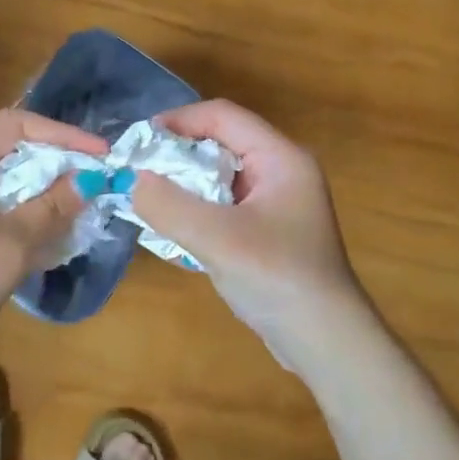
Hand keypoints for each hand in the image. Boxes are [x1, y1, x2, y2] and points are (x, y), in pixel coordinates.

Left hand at [0, 109, 105, 396]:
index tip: (102, 155)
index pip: (16, 125)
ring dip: (37, 191)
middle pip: (7, 148)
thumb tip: (89, 180)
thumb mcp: (12, 243)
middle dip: (53, 164)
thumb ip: (53, 206)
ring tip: (77, 207)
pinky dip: (16, 211)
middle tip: (94, 181)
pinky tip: (44, 232)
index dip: (63, 135)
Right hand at [129, 100, 372, 368]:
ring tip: (148, 198)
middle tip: (138, 171)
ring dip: (184, 183)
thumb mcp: (217, 239)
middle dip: (178, 153)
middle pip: (221, 143)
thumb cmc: (277, 278)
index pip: (224, 116)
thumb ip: (169, 206)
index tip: (140, 140)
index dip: (180, 120)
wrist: (325, 342)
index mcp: (281, 158)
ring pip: (220, 175)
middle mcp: (282, 171)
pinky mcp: (268, 230)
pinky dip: (196, 208)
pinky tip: (173, 227)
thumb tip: (133, 180)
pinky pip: (224, 203)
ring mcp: (277, 202)